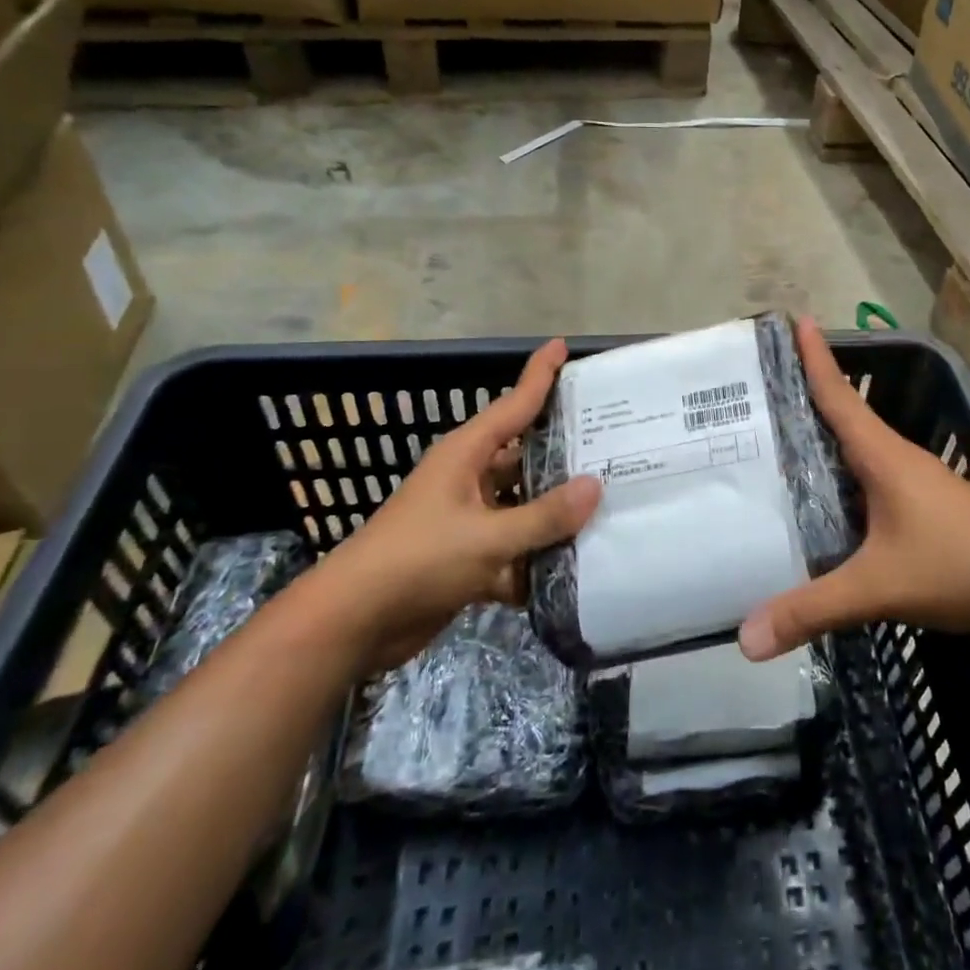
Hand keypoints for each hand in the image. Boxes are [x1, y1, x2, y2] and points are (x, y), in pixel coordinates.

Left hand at [312, 339, 600, 670]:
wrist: (353, 624)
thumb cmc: (417, 560)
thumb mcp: (487, 537)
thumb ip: (544, 515)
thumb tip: (595, 486)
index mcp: (467, 455)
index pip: (514, 404)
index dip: (540, 374)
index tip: (564, 345)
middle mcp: (470, 479)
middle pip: (526, 456)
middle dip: (566, 451)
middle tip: (616, 442)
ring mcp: (469, 519)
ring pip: (524, 505)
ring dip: (557, 512)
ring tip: (612, 504)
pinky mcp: (468, 558)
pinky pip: (515, 548)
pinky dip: (539, 558)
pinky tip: (580, 566)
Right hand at [739, 318, 969, 659]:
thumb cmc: (959, 565)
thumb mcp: (878, 587)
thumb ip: (812, 609)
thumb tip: (745, 640)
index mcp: (882, 456)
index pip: (838, 395)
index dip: (815, 358)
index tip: (797, 319)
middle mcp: (896, 459)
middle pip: (843, 415)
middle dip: (806, 395)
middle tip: (760, 387)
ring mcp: (915, 483)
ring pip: (858, 449)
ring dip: (825, 437)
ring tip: (779, 440)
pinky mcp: (925, 508)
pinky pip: (870, 479)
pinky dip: (843, 475)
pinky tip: (827, 500)